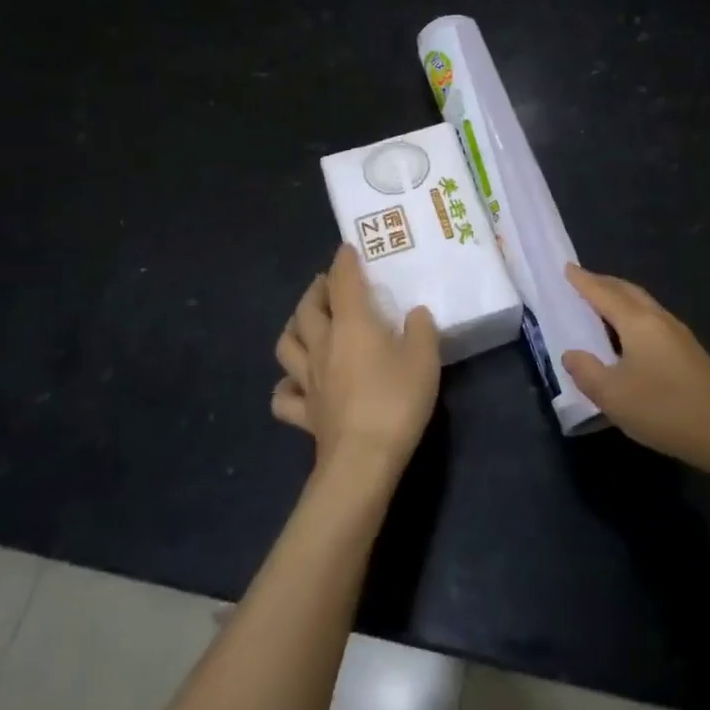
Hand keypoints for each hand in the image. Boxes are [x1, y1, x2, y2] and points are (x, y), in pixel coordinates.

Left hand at [273, 244, 439, 483]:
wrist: (363, 460)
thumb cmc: (396, 400)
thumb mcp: (424, 358)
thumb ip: (422, 329)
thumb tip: (415, 313)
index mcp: (352, 324)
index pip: (343, 281)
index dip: (344, 262)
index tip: (347, 249)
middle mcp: (323, 345)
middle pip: (308, 308)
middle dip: (316, 290)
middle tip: (327, 284)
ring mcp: (309, 380)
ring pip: (287, 344)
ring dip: (294, 327)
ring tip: (305, 322)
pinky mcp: (304, 413)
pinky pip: (284, 396)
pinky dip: (285, 386)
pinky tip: (293, 384)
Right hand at [561, 265, 709, 483]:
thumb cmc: (666, 409)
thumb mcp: (614, 396)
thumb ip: (587, 372)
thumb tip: (571, 354)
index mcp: (638, 322)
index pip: (604, 293)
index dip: (584, 281)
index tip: (567, 267)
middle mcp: (658, 319)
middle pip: (627, 291)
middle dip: (603, 283)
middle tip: (582, 280)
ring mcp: (678, 334)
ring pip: (643, 303)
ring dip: (620, 297)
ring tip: (601, 302)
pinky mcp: (688, 351)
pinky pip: (652, 318)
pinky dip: (632, 313)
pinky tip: (629, 332)